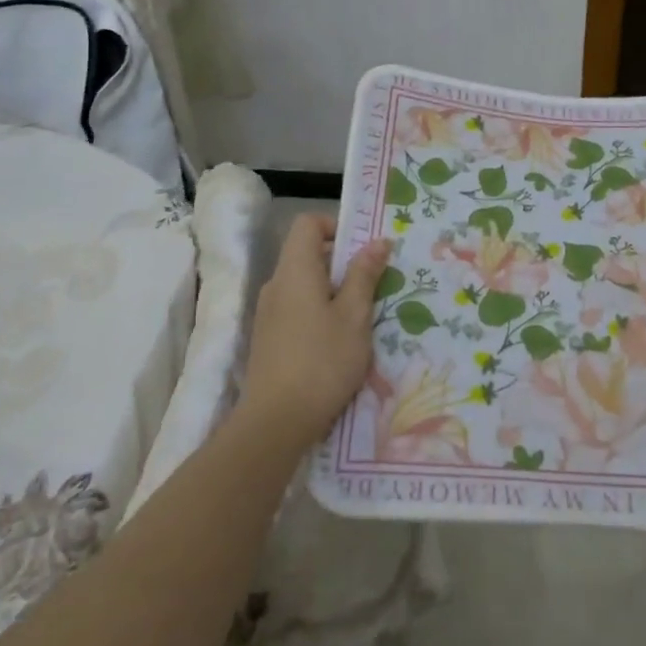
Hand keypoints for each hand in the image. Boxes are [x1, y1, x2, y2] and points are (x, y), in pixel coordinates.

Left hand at [238, 213, 391, 452]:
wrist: (275, 422)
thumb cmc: (322, 361)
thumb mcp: (354, 316)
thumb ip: (364, 275)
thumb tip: (377, 241)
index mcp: (295, 270)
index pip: (308, 224)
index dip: (336, 226)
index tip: (364, 249)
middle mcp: (276, 284)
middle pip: (307, 253)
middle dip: (342, 262)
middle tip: (374, 284)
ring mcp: (268, 312)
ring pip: (304, 283)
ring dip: (334, 290)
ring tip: (362, 316)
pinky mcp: (269, 337)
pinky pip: (297, 307)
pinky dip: (320, 311)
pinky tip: (340, 340)